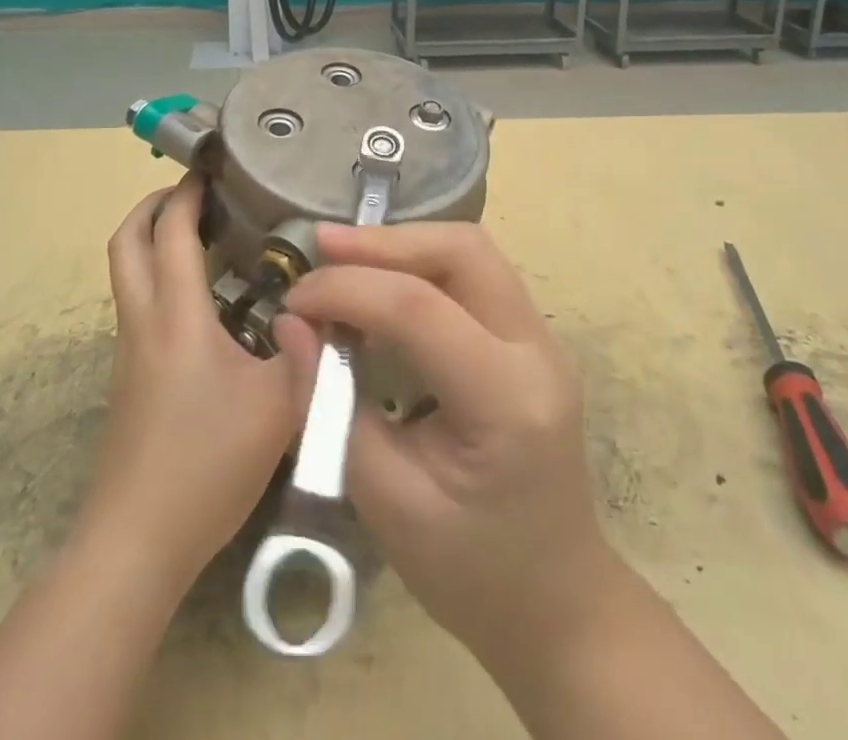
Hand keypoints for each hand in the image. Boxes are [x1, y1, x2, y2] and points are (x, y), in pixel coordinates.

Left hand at [84, 176, 319, 589]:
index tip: (211, 165)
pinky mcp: (129, 376)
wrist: (136, 543)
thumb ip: (312, 351)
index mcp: (176, 315)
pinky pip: (138, 303)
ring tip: (208, 235)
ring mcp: (129, 350)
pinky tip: (208, 299)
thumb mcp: (281, 406)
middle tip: (198, 193)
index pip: (171, 231)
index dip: (186, 191)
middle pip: (126, 241)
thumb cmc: (207, 463)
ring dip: (155, 240)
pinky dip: (161, 276)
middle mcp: (143, 321)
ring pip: (127, 272)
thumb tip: (334, 305)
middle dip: (154, 205)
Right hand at [283, 222, 612, 664]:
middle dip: (384, 241)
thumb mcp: (386, 504)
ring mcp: (543, 339)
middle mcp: (538, 350)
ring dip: (403, 245)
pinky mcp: (532, 339)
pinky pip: (476, 274)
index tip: (293, 299)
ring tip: (342, 256)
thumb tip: (290, 326)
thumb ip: (330, 408)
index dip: (346, 290)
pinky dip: (422, 265)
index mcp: (506, 401)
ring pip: (472, 252)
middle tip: (321, 247)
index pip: (419, 309)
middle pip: (462, 251)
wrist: (558, 605)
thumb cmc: (471, 573)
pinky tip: (383, 281)